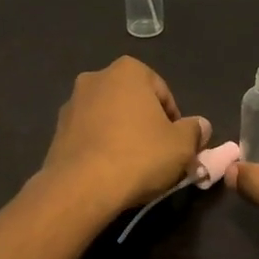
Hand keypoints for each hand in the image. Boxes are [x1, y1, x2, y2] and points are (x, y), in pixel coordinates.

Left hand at [40, 57, 209, 217]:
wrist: (81, 187)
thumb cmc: (139, 156)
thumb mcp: (181, 145)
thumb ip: (194, 130)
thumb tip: (200, 126)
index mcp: (128, 71)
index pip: (163, 93)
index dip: (175, 122)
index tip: (177, 146)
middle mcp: (96, 78)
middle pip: (134, 103)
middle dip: (147, 125)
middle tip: (159, 156)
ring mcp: (72, 104)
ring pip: (110, 118)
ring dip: (123, 135)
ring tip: (134, 167)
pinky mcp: (57, 131)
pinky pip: (90, 136)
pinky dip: (102, 148)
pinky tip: (110, 171)